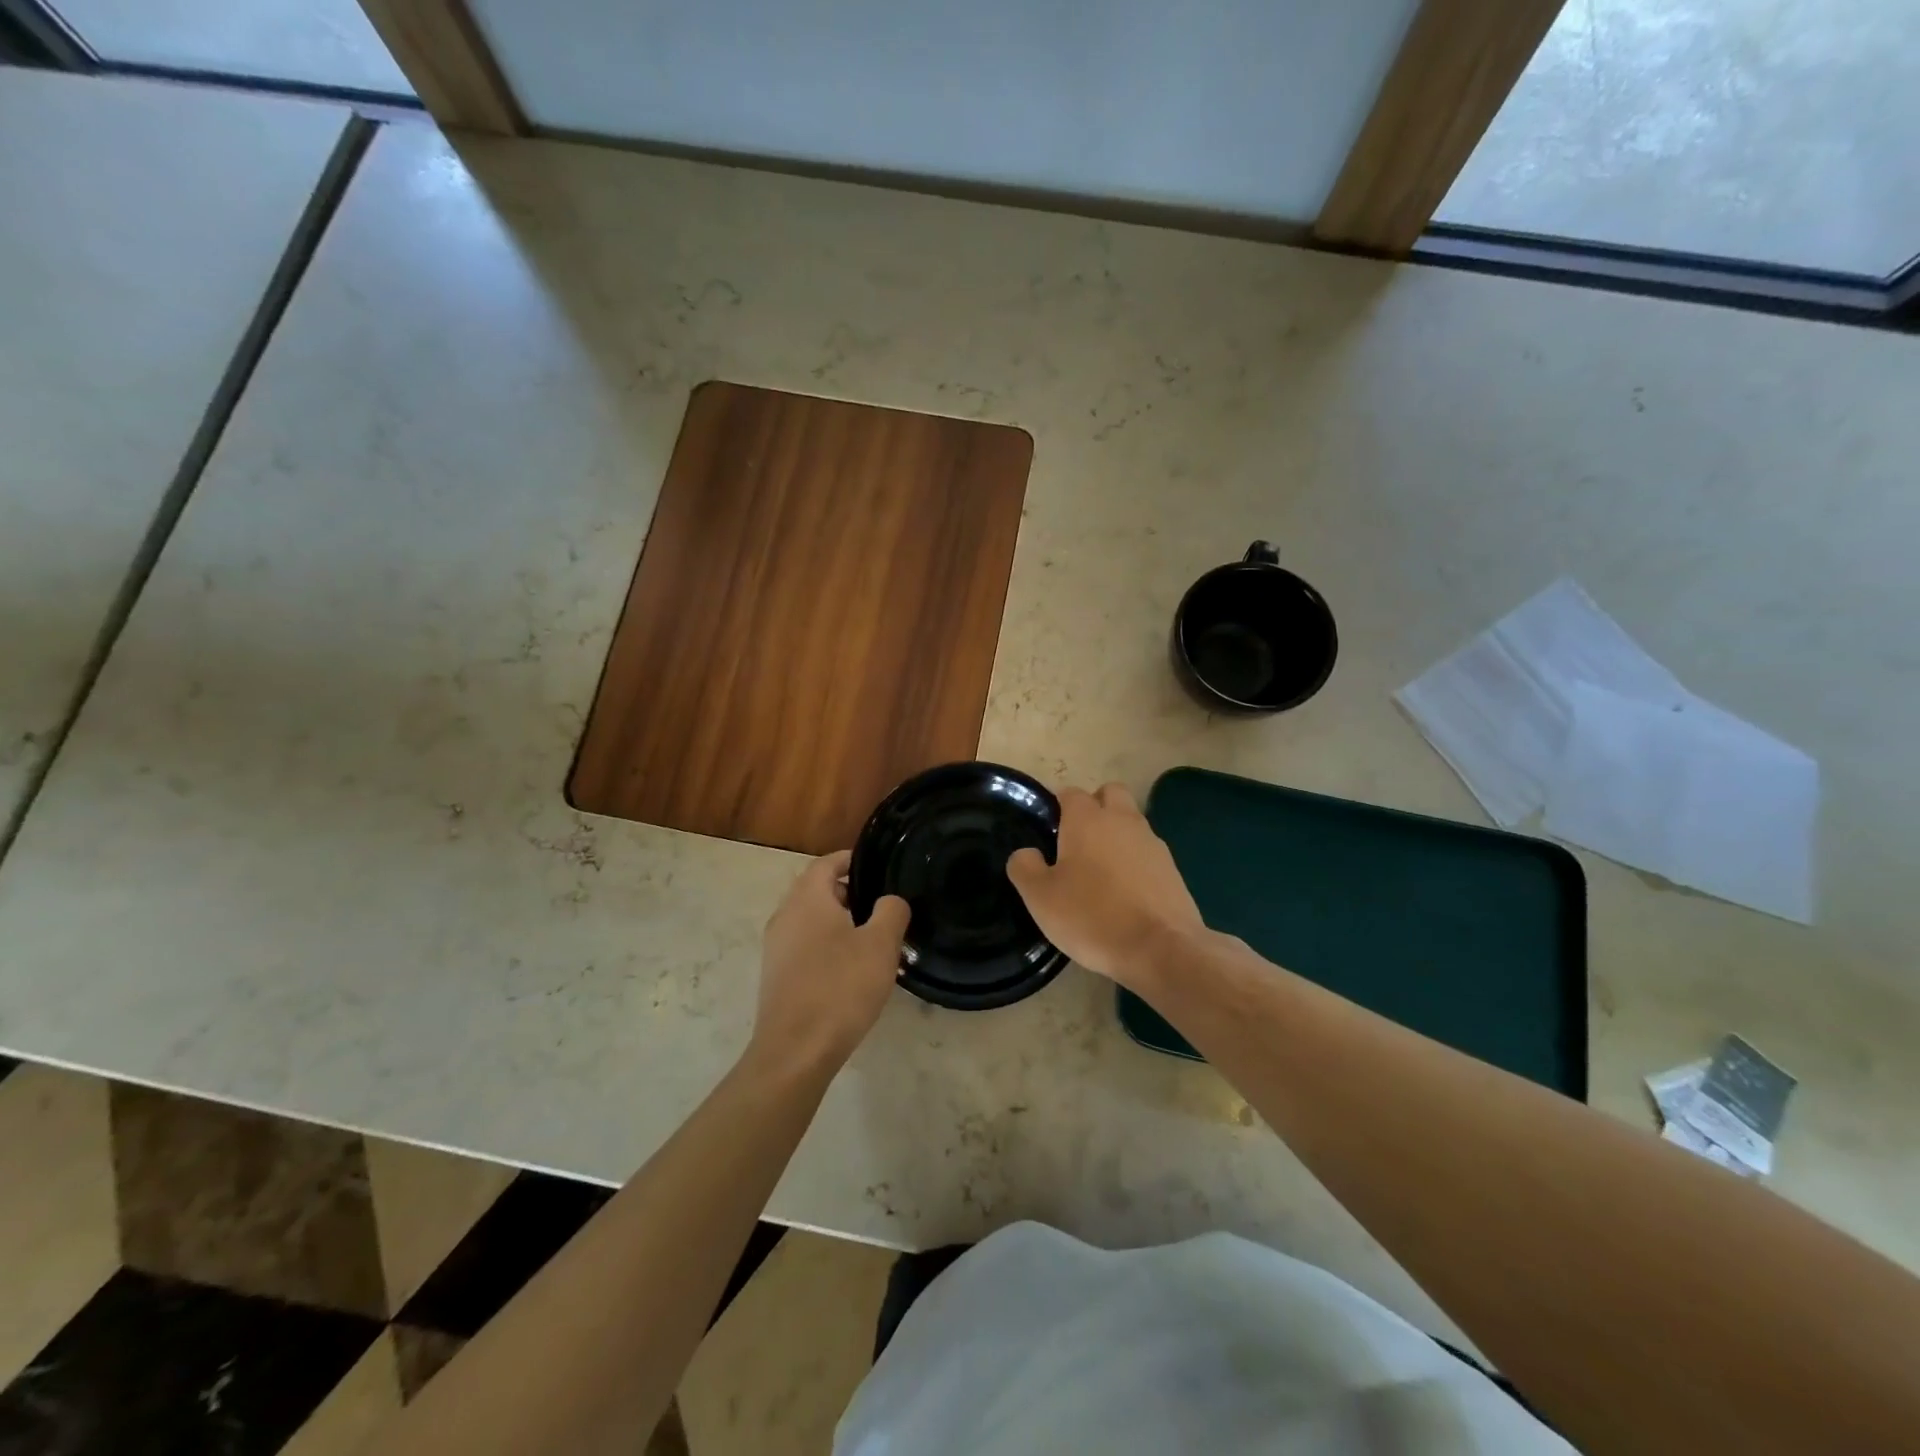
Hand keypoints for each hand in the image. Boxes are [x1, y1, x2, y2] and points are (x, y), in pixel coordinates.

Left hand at [750, 850, 910, 1074]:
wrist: (795, 1052)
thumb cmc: (840, 988)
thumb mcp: (881, 945)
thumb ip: (891, 911)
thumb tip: (889, 901)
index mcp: (807, 899)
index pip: (826, 863)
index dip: (851, 859)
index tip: (878, 866)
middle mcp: (785, 916)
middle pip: (816, 890)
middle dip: (848, 892)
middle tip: (881, 905)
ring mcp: (776, 948)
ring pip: (810, 920)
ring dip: (838, 921)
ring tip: (871, 939)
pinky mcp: (776, 976)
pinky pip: (804, 946)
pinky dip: (826, 945)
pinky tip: (850, 970)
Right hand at [1007, 782, 1203, 988]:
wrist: (1161, 949)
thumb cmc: (1092, 916)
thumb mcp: (1040, 897)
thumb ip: (1025, 867)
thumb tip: (1026, 853)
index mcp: (1087, 819)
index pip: (1070, 792)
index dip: (1057, 806)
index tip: (1047, 832)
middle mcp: (1122, 820)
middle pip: (1110, 793)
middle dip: (1094, 806)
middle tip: (1076, 841)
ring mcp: (1152, 843)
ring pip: (1131, 822)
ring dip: (1116, 834)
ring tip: (1100, 872)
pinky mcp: (1172, 868)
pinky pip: (1147, 852)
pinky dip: (1135, 862)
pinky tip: (1125, 893)